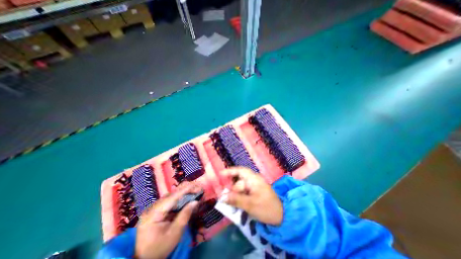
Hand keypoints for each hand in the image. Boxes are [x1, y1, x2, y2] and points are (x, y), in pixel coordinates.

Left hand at [136, 182, 202, 258]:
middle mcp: (152, 207)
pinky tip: (187, 196)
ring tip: (194, 190)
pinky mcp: (156, 210)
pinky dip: (179, 197)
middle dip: (185, 189)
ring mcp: (154, 208)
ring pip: (171, 196)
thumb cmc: (159, 248)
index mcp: (153, 214)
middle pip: (171, 194)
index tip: (196, 186)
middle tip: (198, 187)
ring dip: (183, 192)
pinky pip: (169, 200)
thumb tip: (195, 201)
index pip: (172, 197)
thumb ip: (184, 216)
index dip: (185, 190)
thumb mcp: (174, 234)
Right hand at [222, 168, 282, 223]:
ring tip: (233, 203)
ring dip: (236, 194)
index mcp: (254, 179)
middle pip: (239, 181)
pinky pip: (245, 191)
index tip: (221, 174)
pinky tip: (238, 203)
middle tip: (227, 198)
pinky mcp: (255, 192)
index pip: (240, 171)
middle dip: (233, 189)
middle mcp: (254, 180)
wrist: (281, 217)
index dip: (230, 171)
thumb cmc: (266, 208)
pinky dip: (240, 196)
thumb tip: (222, 197)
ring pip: (241, 187)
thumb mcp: (250, 204)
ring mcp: (255, 186)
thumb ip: (235, 200)